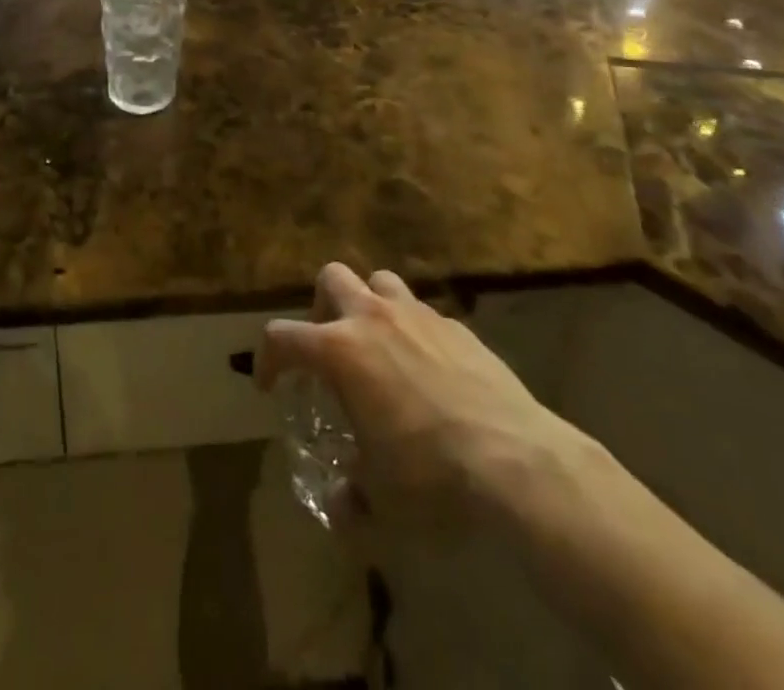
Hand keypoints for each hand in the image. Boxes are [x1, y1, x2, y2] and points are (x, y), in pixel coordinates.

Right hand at [258, 263, 581, 527]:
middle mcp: (373, 318)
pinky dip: (414, 330)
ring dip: (369, 305)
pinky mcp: (457, 326)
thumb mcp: (381, 502)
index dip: (267, 359)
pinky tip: (428, 369)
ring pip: (380, 281)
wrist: (516, 460)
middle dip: (321, 307)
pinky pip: (423, 313)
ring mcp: (418, 315)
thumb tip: (340, 505)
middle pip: (331, 278)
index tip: (270, 385)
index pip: (281, 337)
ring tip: (377, 346)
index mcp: (340, 351)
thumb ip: (351, 500)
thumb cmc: (431, 476)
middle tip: (328, 348)